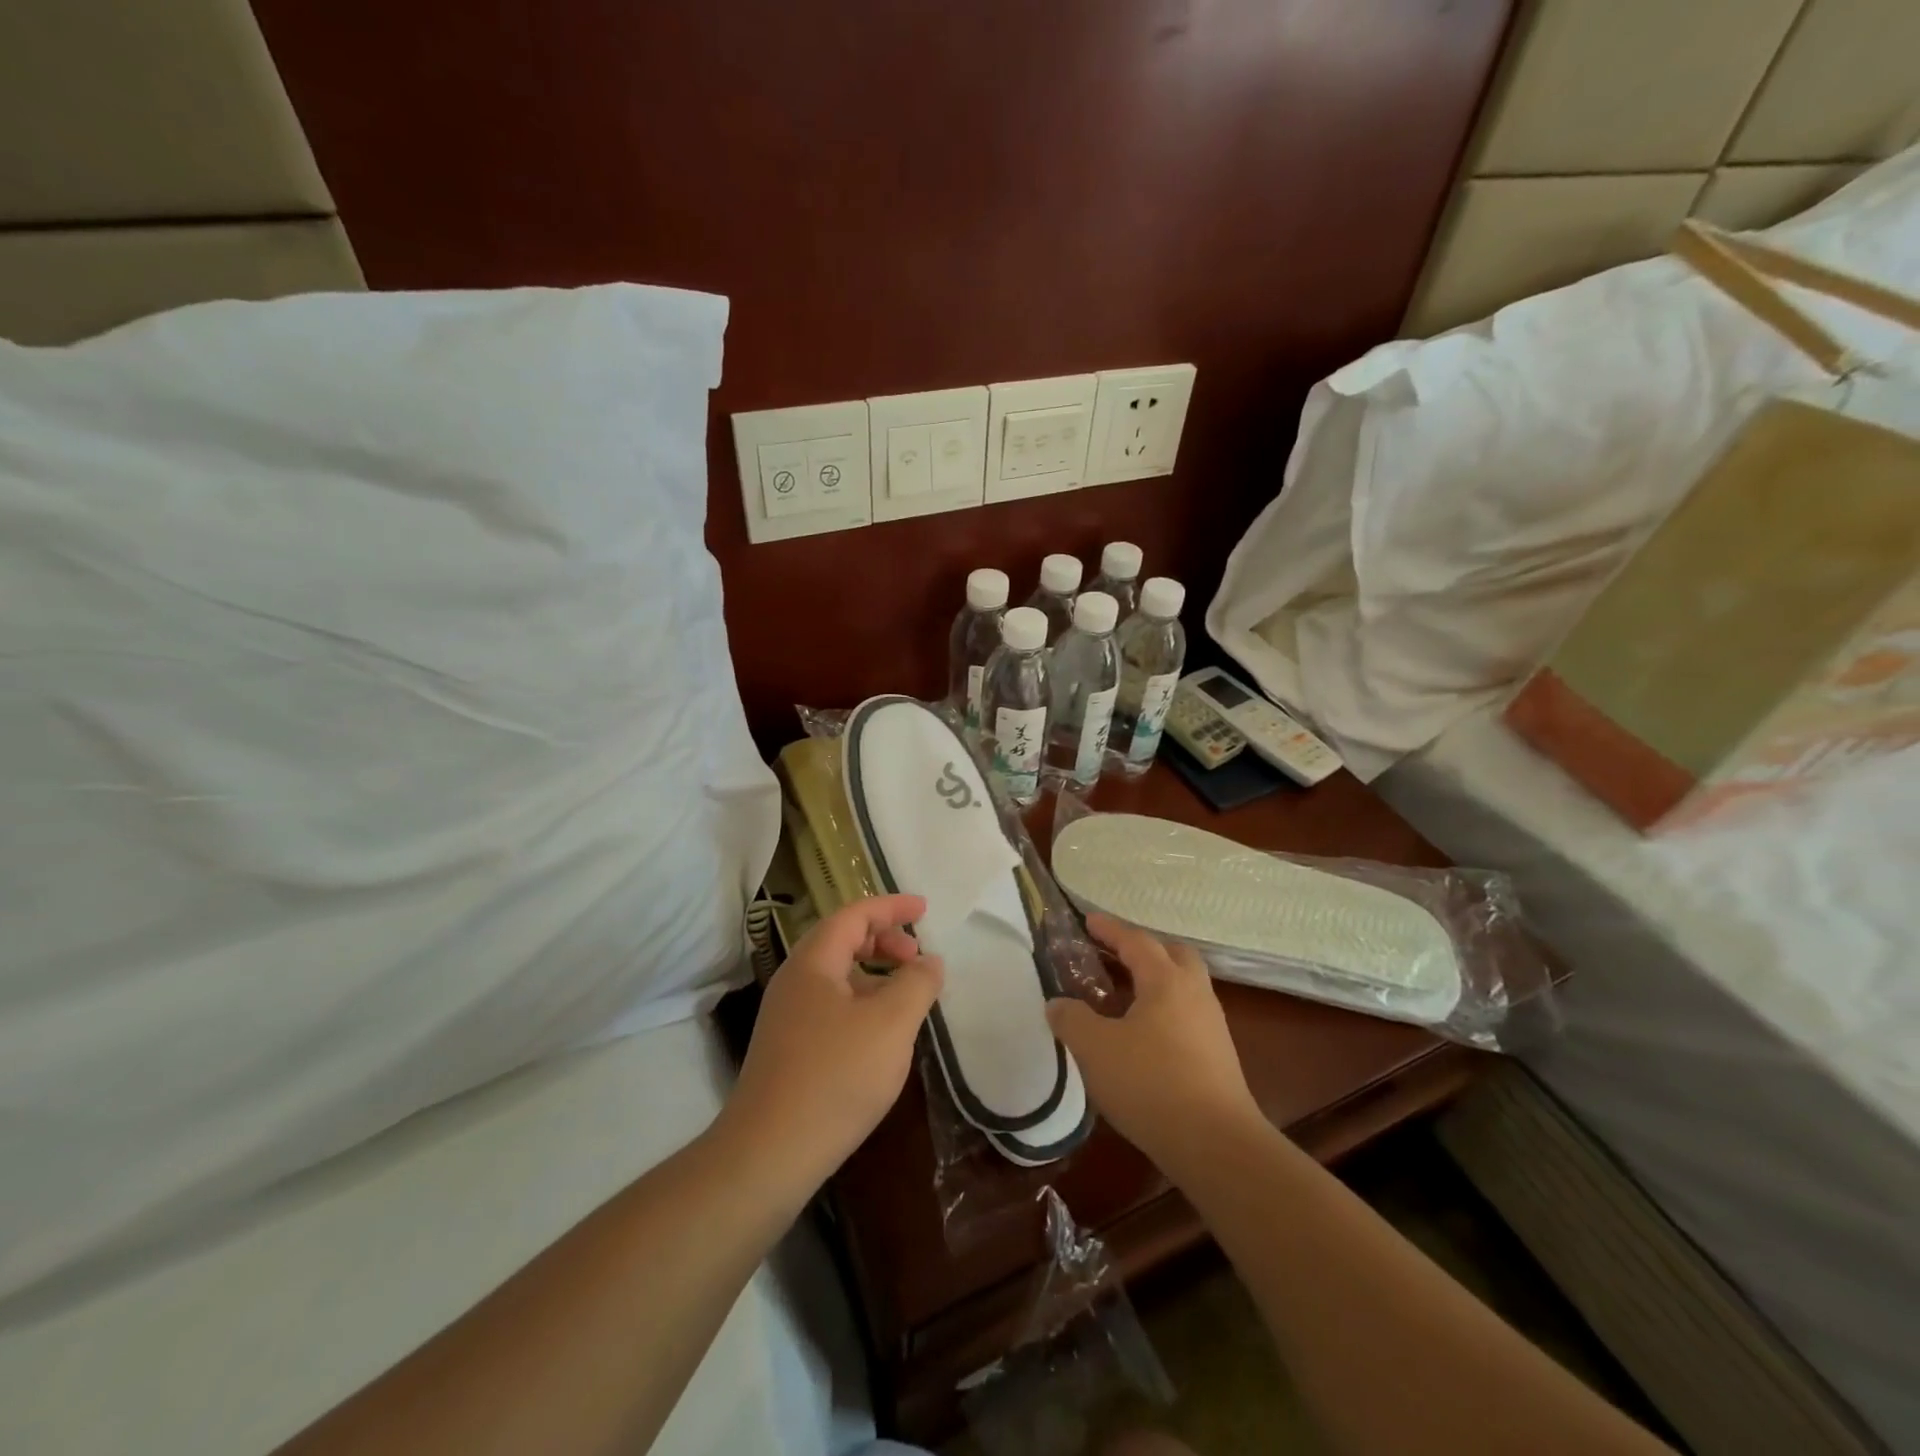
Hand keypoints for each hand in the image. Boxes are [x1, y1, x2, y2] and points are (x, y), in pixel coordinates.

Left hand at [720, 894, 943, 1196]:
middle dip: (883, 940)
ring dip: (874, 974)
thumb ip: (916, 984)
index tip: (924, 909)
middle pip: (842, 941)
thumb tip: (929, 962)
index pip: (853, 915)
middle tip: (917, 958)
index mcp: (813, 963)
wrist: (769, 1154)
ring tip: (906, 996)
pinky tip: (881, 1034)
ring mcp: (787, 1017)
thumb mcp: (891, 1024)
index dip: (890, 907)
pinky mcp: (789, 1049)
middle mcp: (794, 981)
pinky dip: (862, 1002)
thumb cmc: (835, 1077)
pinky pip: (832, 1005)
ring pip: (837, 976)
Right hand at [1047, 914, 1263, 1170]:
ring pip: (1183, 985)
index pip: (1135, 940)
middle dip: (1142, 948)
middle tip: (1112, 955)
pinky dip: (1163, 1009)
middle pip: (1172, 954)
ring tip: (1121, 996)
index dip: (1109, 929)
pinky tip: (1142, 1034)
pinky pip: (1186, 1014)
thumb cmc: (1150, 1083)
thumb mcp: (1095, 1048)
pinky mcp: (1217, 1056)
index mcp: (1166, 980)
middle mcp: (1194, 992)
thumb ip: (1071, 1019)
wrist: (1215, 1144)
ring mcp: (1211, 1025)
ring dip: (1154, 980)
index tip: (1087, 920)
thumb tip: (1057, 1003)